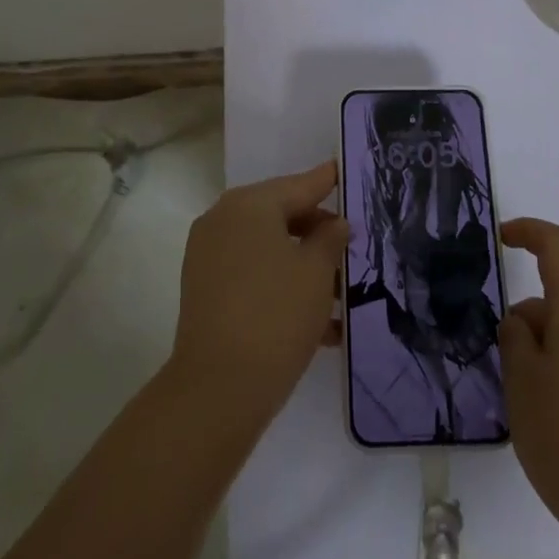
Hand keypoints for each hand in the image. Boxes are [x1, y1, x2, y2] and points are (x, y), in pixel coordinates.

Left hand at [168, 160, 347, 430]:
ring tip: (344, 296)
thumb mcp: (317, 272)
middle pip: (281, 215)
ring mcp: (209, 255)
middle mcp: (223, 220)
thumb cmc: (276, 315)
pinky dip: (282, 287)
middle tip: (353, 248)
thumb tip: (334, 224)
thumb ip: (330, 239)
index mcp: (250, 205)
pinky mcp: (205, 290)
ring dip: (304, 267)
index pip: (299, 185)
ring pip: (269, 249)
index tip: (345, 170)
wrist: (218, 388)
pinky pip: (253, 275)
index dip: (328, 181)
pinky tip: (321, 324)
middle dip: (319, 234)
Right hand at [499, 218, 558, 553]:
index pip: (558, 248)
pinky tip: (557, 433)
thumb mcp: (522, 383)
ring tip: (530, 414)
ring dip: (544, 358)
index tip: (501, 239)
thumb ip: (515, 340)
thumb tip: (524, 324)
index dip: (528, 232)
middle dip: (526, 325)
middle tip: (505, 376)